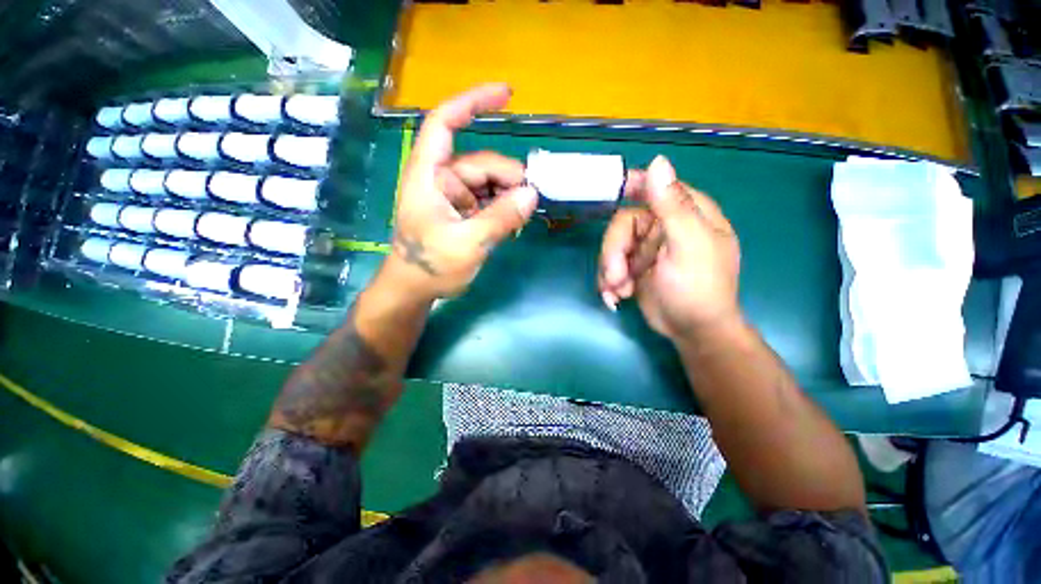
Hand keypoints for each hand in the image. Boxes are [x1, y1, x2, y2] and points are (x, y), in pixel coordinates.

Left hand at [386, 84, 537, 300]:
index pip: (445, 124)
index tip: (507, 95)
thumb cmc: (430, 266)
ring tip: (521, 219)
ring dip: (508, 197)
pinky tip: (512, 224)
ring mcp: (454, 197)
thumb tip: (532, 195)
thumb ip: (500, 218)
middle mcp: (442, 180)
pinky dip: (503, 209)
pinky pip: (489, 202)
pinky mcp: (463, 213)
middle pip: (481, 163)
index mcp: (430, 175)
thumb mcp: (467, 244)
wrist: (414, 290)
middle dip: (508, 179)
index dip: (473, 103)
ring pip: (489, 184)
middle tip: (530, 202)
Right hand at [598, 156, 740, 343]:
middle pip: (623, 224)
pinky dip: (609, 282)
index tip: (606, 192)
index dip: (630, 187)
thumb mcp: (688, 246)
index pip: (655, 187)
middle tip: (616, 277)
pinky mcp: (634, 268)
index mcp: (686, 213)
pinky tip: (616, 298)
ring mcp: (647, 249)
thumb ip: (673, 206)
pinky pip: (611, 265)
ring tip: (618, 292)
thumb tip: (658, 161)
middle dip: (613, 252)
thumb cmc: (698, 289)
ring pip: (612, 247)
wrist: (692, 332)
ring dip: (609, 271)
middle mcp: (664, 227)